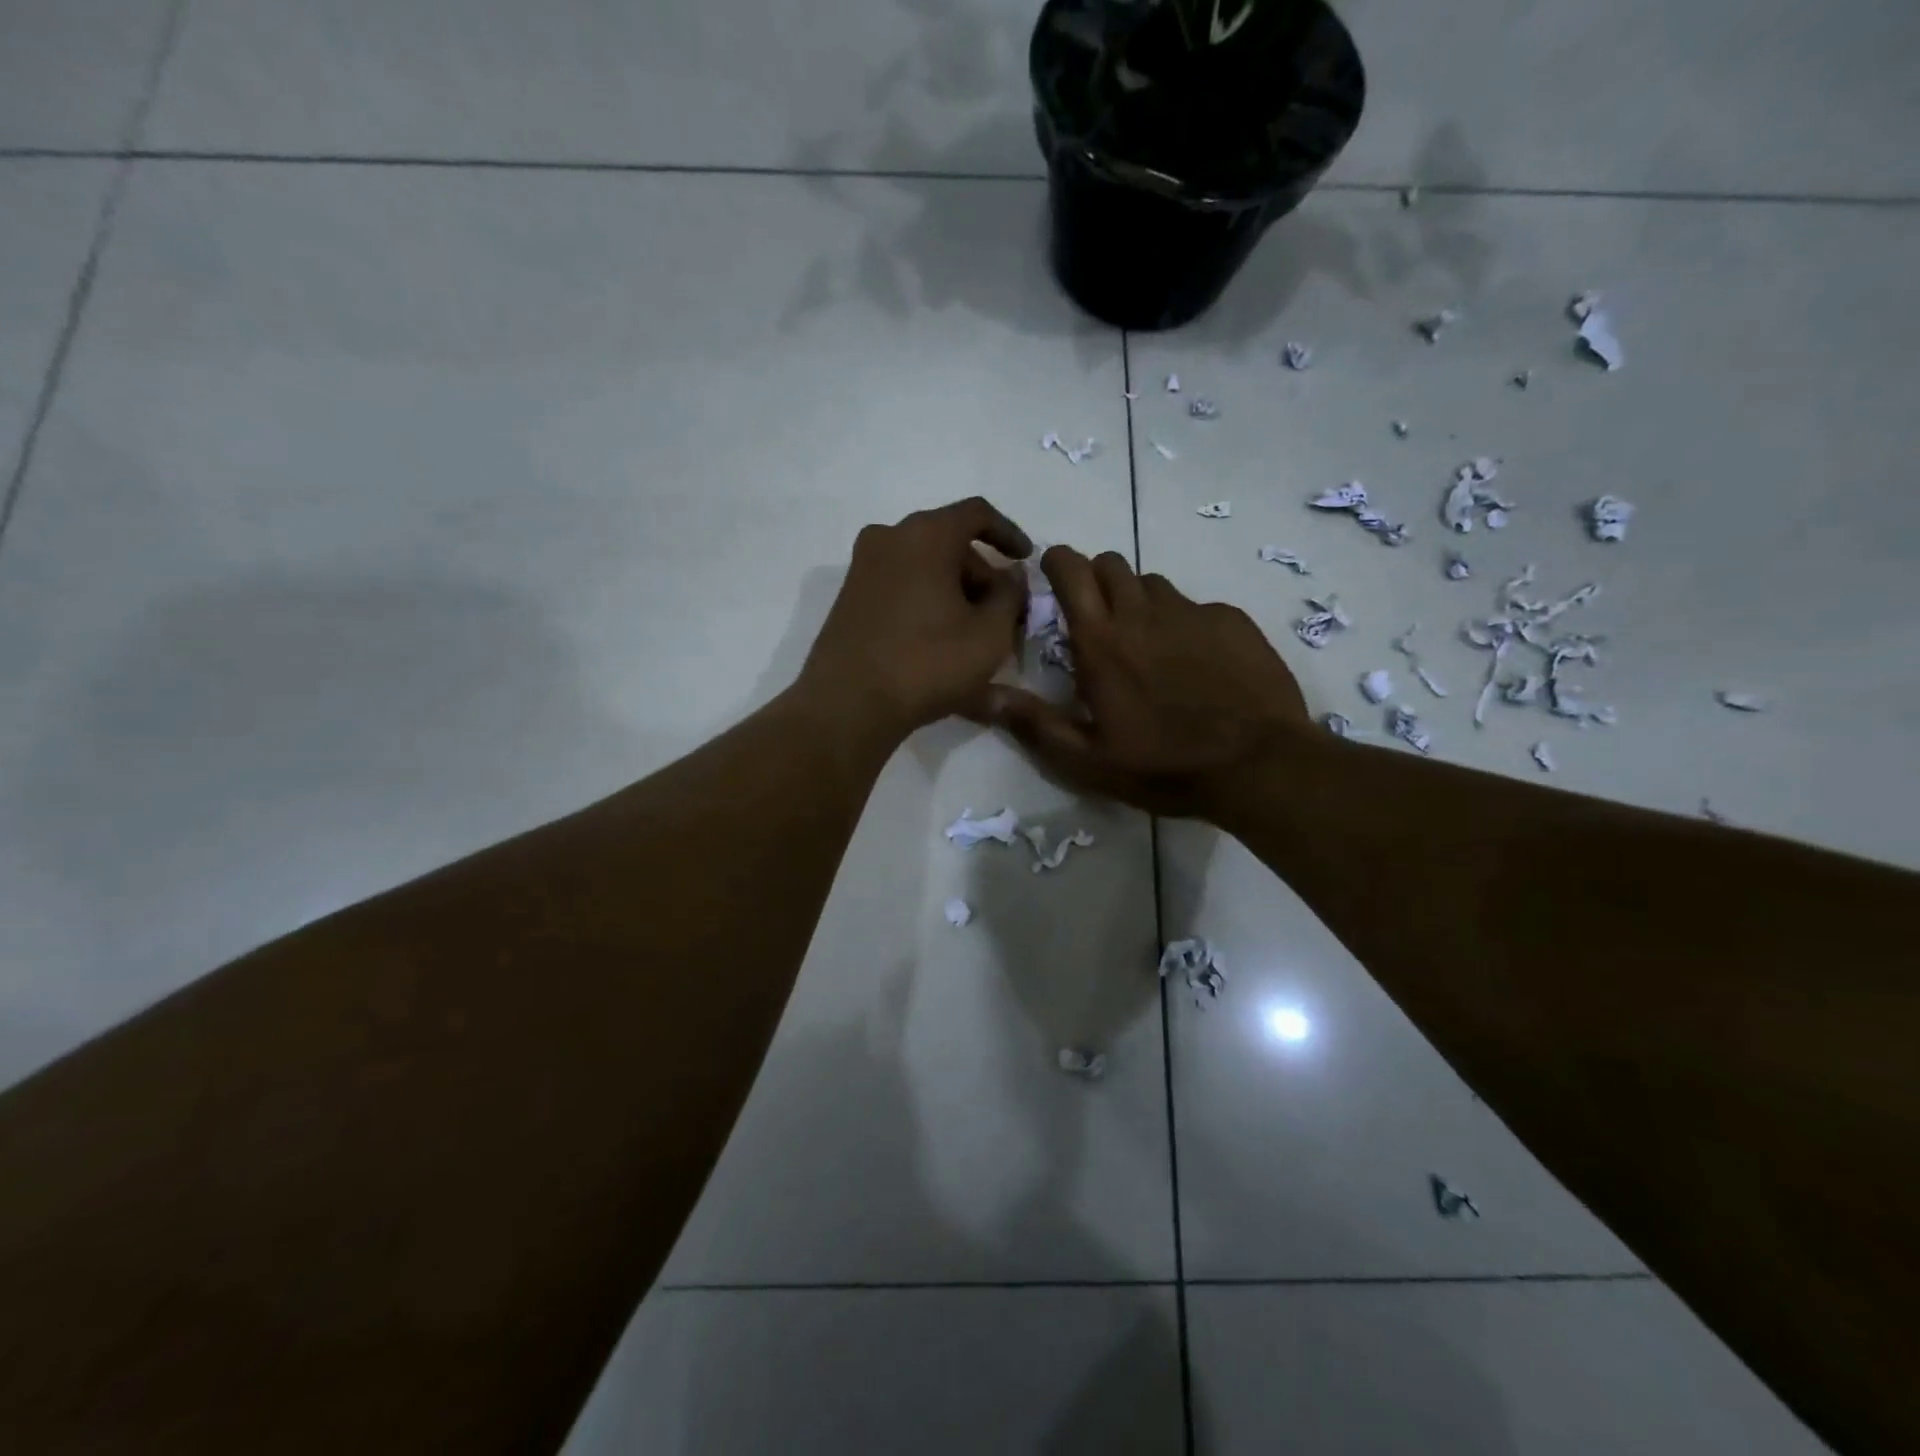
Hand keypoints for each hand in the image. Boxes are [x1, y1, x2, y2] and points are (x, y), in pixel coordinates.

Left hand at [796, 497, 1031, 741]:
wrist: (848, 704)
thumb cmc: (927, 663)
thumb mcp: (989, 634)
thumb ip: (1011, 596)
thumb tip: (1010, 577)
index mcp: (926, 534)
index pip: (977, 514)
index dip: (1009, 533)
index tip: (1027, 560)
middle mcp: (889, 537)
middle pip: (948, 542)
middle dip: (981, 574)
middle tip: (1003, 612)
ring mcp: (863, 567)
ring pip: (923, 565)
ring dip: (954, 590)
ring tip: (975, 632)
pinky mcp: (850, 597)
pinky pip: (901, 585)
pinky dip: (927, 600)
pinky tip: (941, 638)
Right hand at [986, 546, 1308, 820]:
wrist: (1258, 765)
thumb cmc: (1163, 766)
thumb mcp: (1087, 761)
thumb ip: (1034, 724)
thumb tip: (984, 696)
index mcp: (1101, 642)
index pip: (1071, 569)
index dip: (1057, 563)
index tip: (1053, 579)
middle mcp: (1143, 613)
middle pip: (1112, 563)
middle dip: (1097, 578)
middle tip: (1099, 619)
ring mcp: (1192, 612)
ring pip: (1153, 584)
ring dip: (1140, 601)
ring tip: (1149, 645)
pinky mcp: (1232, 621)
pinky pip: (1197, 606)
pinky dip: (1185, 623)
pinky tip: (1198, 663)